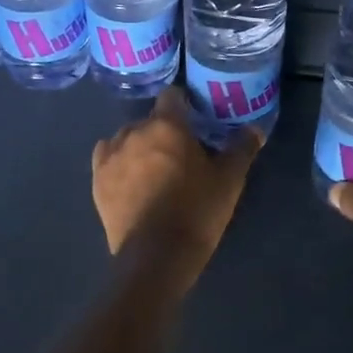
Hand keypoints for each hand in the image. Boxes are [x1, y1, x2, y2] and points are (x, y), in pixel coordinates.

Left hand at [92, 86, 262, 283]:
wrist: (156, 255)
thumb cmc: (197, 210)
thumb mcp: (229, 180)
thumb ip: (242, 148)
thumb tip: (255, 129)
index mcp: (167, 125)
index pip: (172, 96)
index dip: (184, 105)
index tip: (195, 122)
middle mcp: (134, 131)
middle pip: (151, 120)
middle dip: (164, 131)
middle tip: (181, 154)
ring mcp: (111, 155)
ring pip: (127, 138)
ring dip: (140, 146)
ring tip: (155, 170)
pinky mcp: (97, 180)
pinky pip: (108, 157)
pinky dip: (120, 162)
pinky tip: (131, 179)